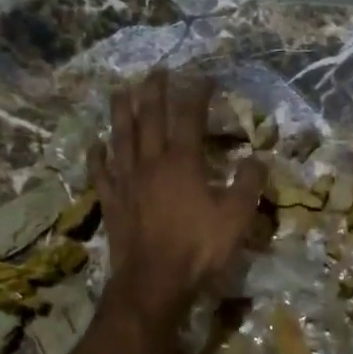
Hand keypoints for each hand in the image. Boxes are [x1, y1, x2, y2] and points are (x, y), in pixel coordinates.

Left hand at [89, 71, 264, 331]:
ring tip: (120, 90)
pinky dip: (97, 156)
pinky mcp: (111, 202)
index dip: (196, 94)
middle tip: (157, 71)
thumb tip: (257, 158)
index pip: (189, 117)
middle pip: (149, 118)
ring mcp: (126, 181)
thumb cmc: (198, 249)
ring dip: (121, 111)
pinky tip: (96, 144)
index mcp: (182, 163)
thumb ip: (248, 184)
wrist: (153, 282)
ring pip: (121, 137)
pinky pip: (101, 172)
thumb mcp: (236, 218)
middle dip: (154, 91)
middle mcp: (150, 163)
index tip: (204, 76)